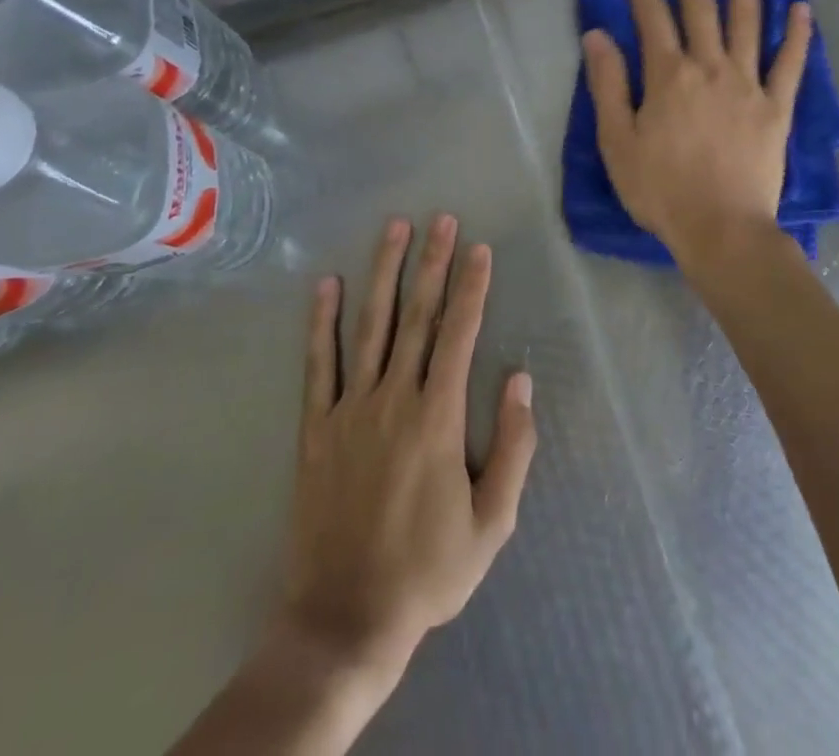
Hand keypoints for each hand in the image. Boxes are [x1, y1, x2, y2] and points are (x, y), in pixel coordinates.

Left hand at [278, 214, 536, 684]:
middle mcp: (394, 399)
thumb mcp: (493, 523)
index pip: (460, 335)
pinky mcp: (317, 428)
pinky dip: (322, 322)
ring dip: (384, 273)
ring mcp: (350, 410)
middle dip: (433, 263)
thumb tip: (522, 380)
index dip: (472, 288)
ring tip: (394, 229)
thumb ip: (514, 448)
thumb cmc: (428, 570)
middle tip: (442, 219)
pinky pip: (319, 364)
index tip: (480, 249)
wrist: (345, 619)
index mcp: (438, 418)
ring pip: (371, 326)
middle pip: (418, 317)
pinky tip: (327, 285)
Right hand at [582, 0, 811, 265]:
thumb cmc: (661, 190)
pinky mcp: (777, 107)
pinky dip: (797, 35)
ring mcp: (748, 84)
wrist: (722, 229)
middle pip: (700, 6)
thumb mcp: (617, 142)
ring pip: (747, 21)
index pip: (653, 15)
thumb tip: (597, 36)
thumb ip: (607, 85)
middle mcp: (709, 67)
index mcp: (668, 75)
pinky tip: (802, 7)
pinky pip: (790, 64)